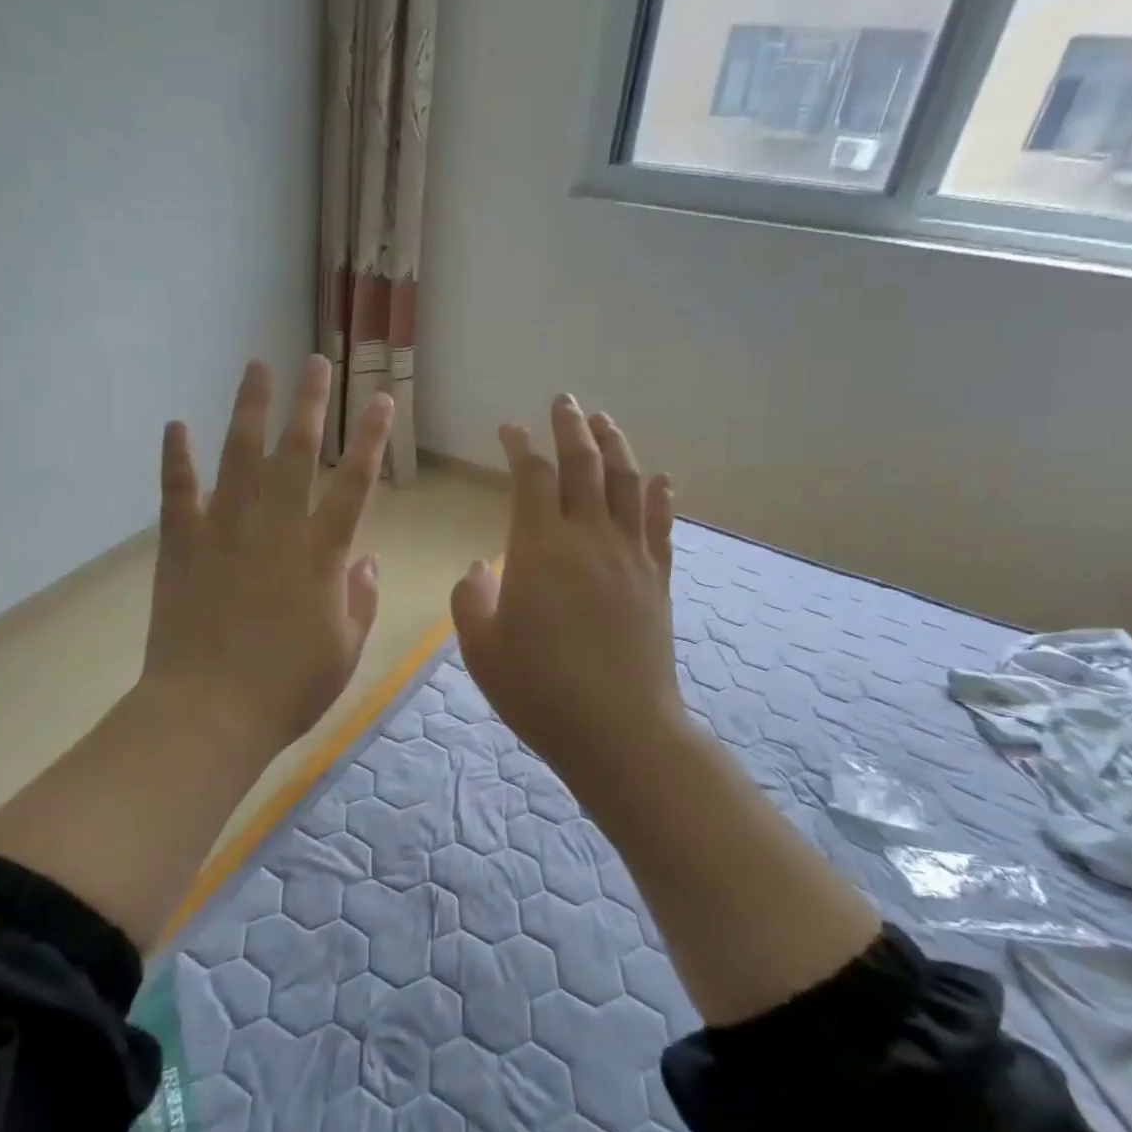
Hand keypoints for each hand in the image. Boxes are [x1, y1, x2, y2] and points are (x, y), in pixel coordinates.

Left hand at [141, 355, 392, 755]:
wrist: (210, 711)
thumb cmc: (287, 689)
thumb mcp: (344, 651)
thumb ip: (360, 600)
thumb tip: (367, 559)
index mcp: (321, 553)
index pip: (355, 482)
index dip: (372, 438)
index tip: (382, 400)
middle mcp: (276, 527)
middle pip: (297, 452)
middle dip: (311, 403)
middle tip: (317, 362)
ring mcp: (224, 530)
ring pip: (239, 455)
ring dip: (249, 408)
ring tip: (257, 366)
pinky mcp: (182, 544)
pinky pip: (178, 491)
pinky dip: (177, 457)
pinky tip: (176, 425)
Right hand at [451, 394, 684, 785]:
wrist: (618, 730)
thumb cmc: (538, 690)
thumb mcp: (481, 648)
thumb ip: (472, 598)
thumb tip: (481, 566)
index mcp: (540, 549)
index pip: (531, 478)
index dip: (520, 447)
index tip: (510, 428)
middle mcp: (588, 538)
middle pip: (583, 465)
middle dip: (571, 428)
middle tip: (564, 401)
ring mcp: (630, 557)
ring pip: (625, 484)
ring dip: (615, 446)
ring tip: (604, 421)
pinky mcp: (657, 580)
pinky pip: (659, 526)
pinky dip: (658, 497)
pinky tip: (659, 478)